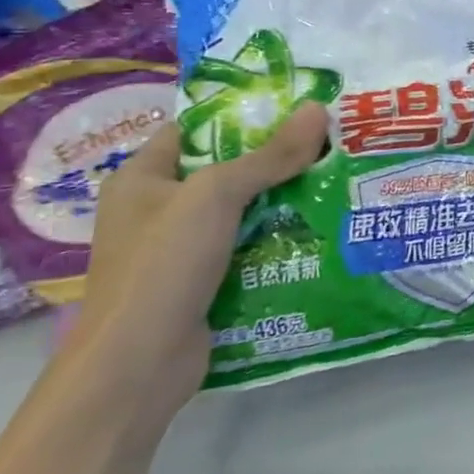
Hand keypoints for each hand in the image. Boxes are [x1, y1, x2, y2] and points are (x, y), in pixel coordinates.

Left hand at [71, 103, 330, 407]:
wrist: (137, 365)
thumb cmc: (163, 264)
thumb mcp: (217, 195)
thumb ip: (269, 154)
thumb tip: (317, 108)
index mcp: (141, 178)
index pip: (195, 130)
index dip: (242, 115)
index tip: (296, 108)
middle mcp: (156, 209)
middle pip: (225, 171)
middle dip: (275, 159)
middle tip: (329, 142)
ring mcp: (178, 250)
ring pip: (240, 212)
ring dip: (282, 201)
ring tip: (335, 179)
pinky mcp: (201, 283)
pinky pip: (245, 248)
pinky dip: (276, 239)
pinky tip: (318, 229)